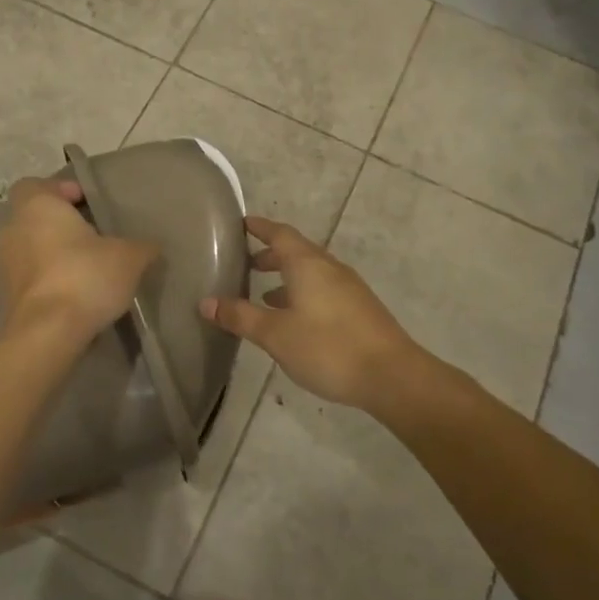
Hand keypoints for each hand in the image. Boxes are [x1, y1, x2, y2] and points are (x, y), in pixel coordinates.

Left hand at [0, 177, 157, 344]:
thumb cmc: (84, 277)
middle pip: (34, 218)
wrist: (47, 334)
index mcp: (36, 206)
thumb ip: (141, 246)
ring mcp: (4, 266)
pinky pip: (30, 279)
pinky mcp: (6, 298)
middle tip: (93, 238)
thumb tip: (151, 247)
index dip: (61, 190)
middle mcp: (12, 230)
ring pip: (30, 249)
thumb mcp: (129, 257)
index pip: (37, 184)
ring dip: (53, 255)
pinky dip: (48, 281)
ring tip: (87, 269)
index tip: (87, 204)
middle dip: (60, 226)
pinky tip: (75, 295)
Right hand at [200, 216, 421, 414]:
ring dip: (288, 277)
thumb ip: (240, 317)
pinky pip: (324, 289)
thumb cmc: (328, 347)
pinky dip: (303, 294)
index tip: (242, 223)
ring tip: (264, 294)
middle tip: (247, 262)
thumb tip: (206, 302)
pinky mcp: (360, 309)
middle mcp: (329, 268)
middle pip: (297, 251)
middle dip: (271, 254)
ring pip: (312, 272)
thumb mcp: (275, 334)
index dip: (259, 227)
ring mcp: (349, 288)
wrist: (392, 375)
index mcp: (307, 264)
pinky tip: (296, 319)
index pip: (279, 233)